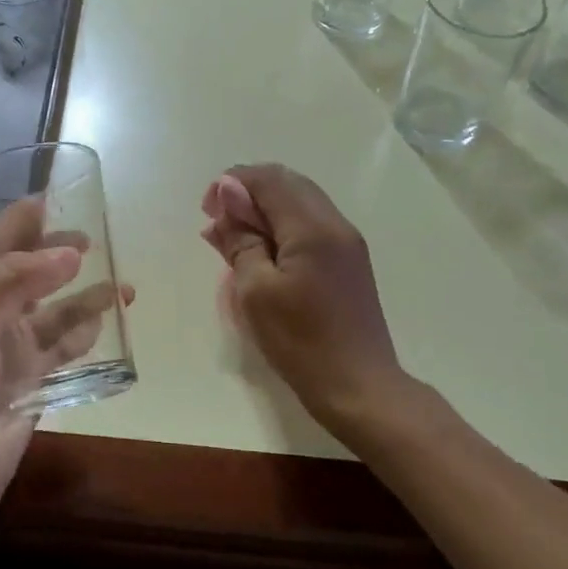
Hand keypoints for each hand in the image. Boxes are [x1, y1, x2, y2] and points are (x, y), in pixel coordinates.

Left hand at [0, 199, 131, 546]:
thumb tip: (73, 251)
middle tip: (101, 240)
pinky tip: (113, 324)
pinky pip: (68, 347)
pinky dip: (89, 333)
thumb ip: (18, 279)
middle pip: (33, 269)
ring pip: (58, 310)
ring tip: (125, 285)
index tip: (69, 196)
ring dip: (87, 295)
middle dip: (64, 252)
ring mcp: (13, 347)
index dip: (29, 217)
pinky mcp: (34, 380)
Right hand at [200, 163, 408, 430]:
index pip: (269, 180)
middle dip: (247, 192)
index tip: (207, 210)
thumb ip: (241, 239)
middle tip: (217, 222)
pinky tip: (262, 253)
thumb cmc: (301, 342)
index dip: (233, 184)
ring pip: (300, 202)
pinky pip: (310, 225)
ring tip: (233, 239)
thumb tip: (229, 194)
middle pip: (287, 183)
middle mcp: (335, 224)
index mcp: (312, 228)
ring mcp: (347, 243)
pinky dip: (281, 227)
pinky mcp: (349, 262)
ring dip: (264, 210)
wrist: (360, 388)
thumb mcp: (256, 292)